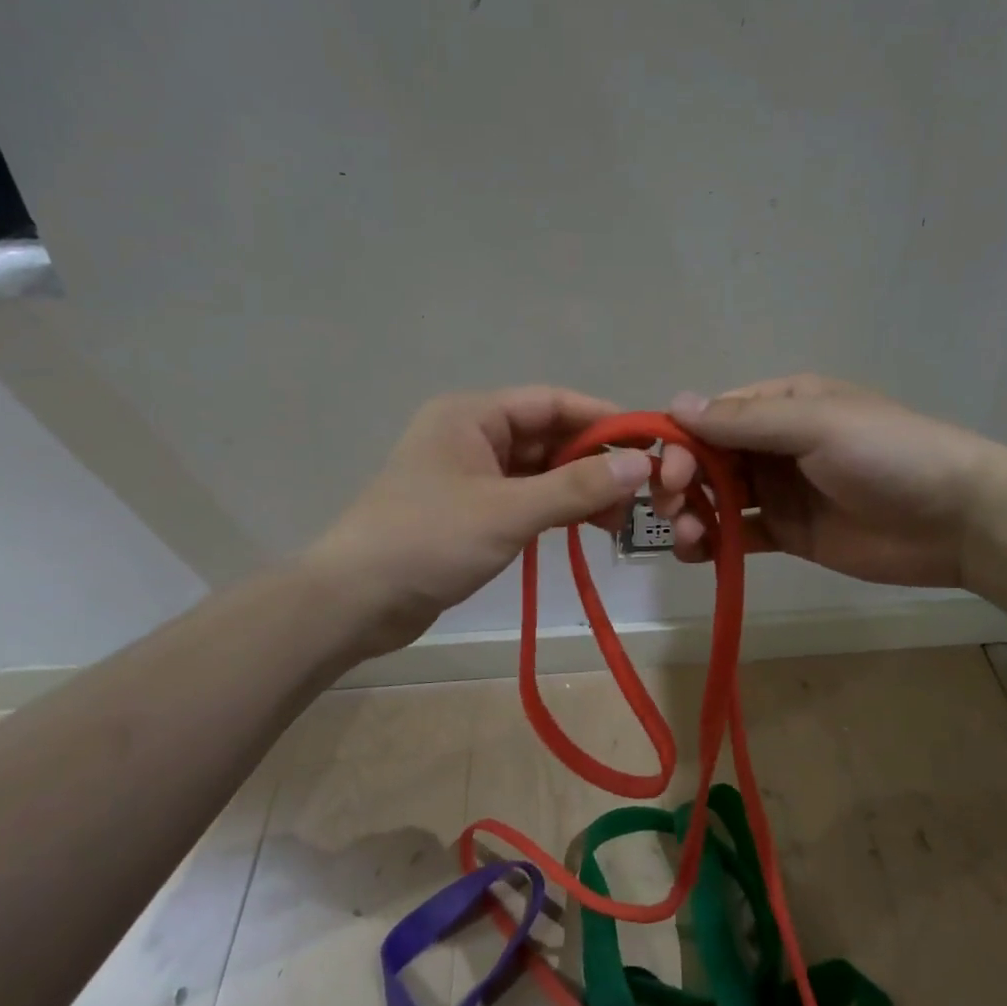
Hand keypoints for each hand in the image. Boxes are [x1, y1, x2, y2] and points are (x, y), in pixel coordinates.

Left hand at [309, 387, 651, 656]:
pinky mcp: (469, 512)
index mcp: (472, 416)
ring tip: (621, 517)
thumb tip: (642, 465)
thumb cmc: (429, 541)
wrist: (356, 602)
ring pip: (539, 472)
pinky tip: (587, 527)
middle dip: (595, 461)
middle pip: (548, 437)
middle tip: (643, 490)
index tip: (650, 441)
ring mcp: (469, 476)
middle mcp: (471, 436)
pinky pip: (524, 499)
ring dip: (579, 489)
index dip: (602, 419)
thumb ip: (576, 488)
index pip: (552, 403)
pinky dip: (555, 510)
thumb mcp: (508, 511)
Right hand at [652, 375, 1006, 589]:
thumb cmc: (889, 455)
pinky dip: (712, 543)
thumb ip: (747, 420)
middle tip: (671, 507)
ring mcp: (781, 491)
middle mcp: (775, 445)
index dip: (682, 442)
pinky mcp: (789, 533)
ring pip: (718, 498)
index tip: (668, 473)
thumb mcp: (818, 424)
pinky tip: (697, 554)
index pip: (713, 417)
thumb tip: (675, 404)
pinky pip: (738, 535)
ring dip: (692, 514)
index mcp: (782, 405)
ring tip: (686, 537)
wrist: (958, 520)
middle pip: (709, 459)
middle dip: (682, 481)